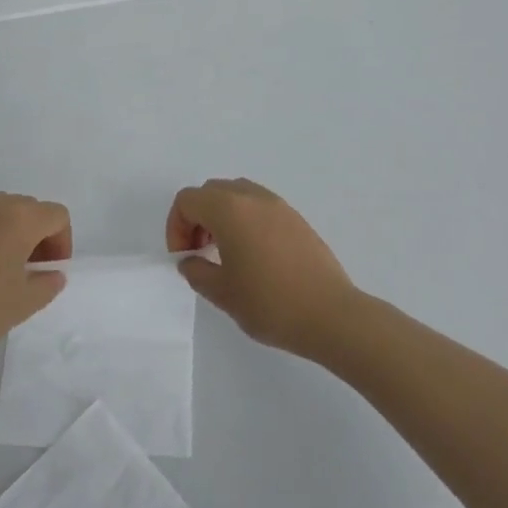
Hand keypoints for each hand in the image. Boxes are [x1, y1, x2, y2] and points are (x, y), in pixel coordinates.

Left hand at [0, 190, 70, 366]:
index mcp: (20, 220)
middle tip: (25, 270)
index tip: (48, 271)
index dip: (61, 242)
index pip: (56, 215)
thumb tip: (51, 271)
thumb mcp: (22, 305)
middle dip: (35, 235)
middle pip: (28, 208)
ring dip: (5, 227)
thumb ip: (48, 283)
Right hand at [167, 178, 359, 359]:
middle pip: (211, 191)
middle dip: (197, 217)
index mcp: (229, 210)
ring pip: (236, 194)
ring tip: (224, 252)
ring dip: (221, 215)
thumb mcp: (222, 293)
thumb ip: (197, 271)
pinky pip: (259, 205)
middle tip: (199, 252)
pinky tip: (253, 255)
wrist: (331, 315)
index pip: (188, 200)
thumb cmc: (270, 303)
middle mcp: (253, 197)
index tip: (184, 257)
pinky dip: (245, 219)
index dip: (176, 226)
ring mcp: (278, 205)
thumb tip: (190, 261)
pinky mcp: (296, 218)